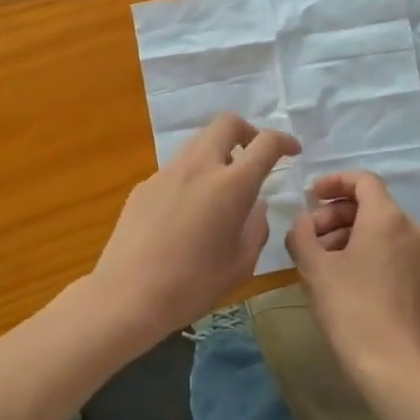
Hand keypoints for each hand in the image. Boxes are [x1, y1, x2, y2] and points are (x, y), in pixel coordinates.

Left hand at [92, 113, 298, 344]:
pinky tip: (188, 211)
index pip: (265, 143)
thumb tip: (255, 206)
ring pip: (199, 142)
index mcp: (231, 184)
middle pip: (227, 123)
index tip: (292, 151)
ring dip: (218, 151)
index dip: (284, 141)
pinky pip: (176, 168)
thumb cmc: (192, 284)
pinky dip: (192, 175)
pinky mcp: (144, 186)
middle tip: (255, 154)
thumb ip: (256, 227)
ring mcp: (167, 172)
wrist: (127, 295)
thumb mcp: (241, 263)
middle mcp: (200, 166)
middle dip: (248, 131)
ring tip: (222, 184)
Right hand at [285, 171, 419, 388]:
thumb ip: (302, 234)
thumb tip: (302, 223)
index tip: (311, 196)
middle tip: (308, 236)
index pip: (363, 180)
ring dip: (348, 234)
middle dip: (335, 214)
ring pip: (380, 228)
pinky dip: (366, 251)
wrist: (395, 367)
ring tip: (320, 259)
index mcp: (387, 217)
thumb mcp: (315, 269)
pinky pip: (391, 249)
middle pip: (371, 204)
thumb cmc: (352, 309)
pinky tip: (343, 277)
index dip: (334, 182)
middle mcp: (410, 228)